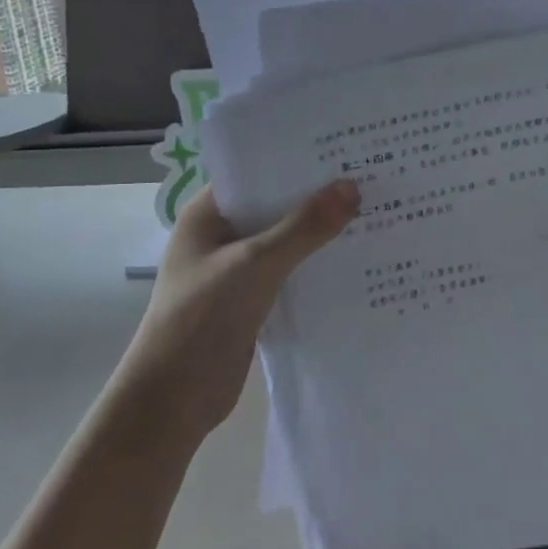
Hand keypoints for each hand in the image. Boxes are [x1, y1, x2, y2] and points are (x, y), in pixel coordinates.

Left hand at [111, 180, 359, 452]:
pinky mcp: (252, 299)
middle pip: (275, 205)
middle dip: (316, 195)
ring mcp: (237, 269)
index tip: (343, 147)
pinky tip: (356, 256)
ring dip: (320, 231)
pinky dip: (316, 264)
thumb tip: (352, 187)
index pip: (256, 171)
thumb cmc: (201, 319)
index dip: (296, 158)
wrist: (173, 401)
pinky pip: (290, 271)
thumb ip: (303, 227)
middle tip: (370, 174)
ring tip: (374, 208)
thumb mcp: (255, 265)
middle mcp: (222, 235)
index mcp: (208, 213)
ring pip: (286, 239)